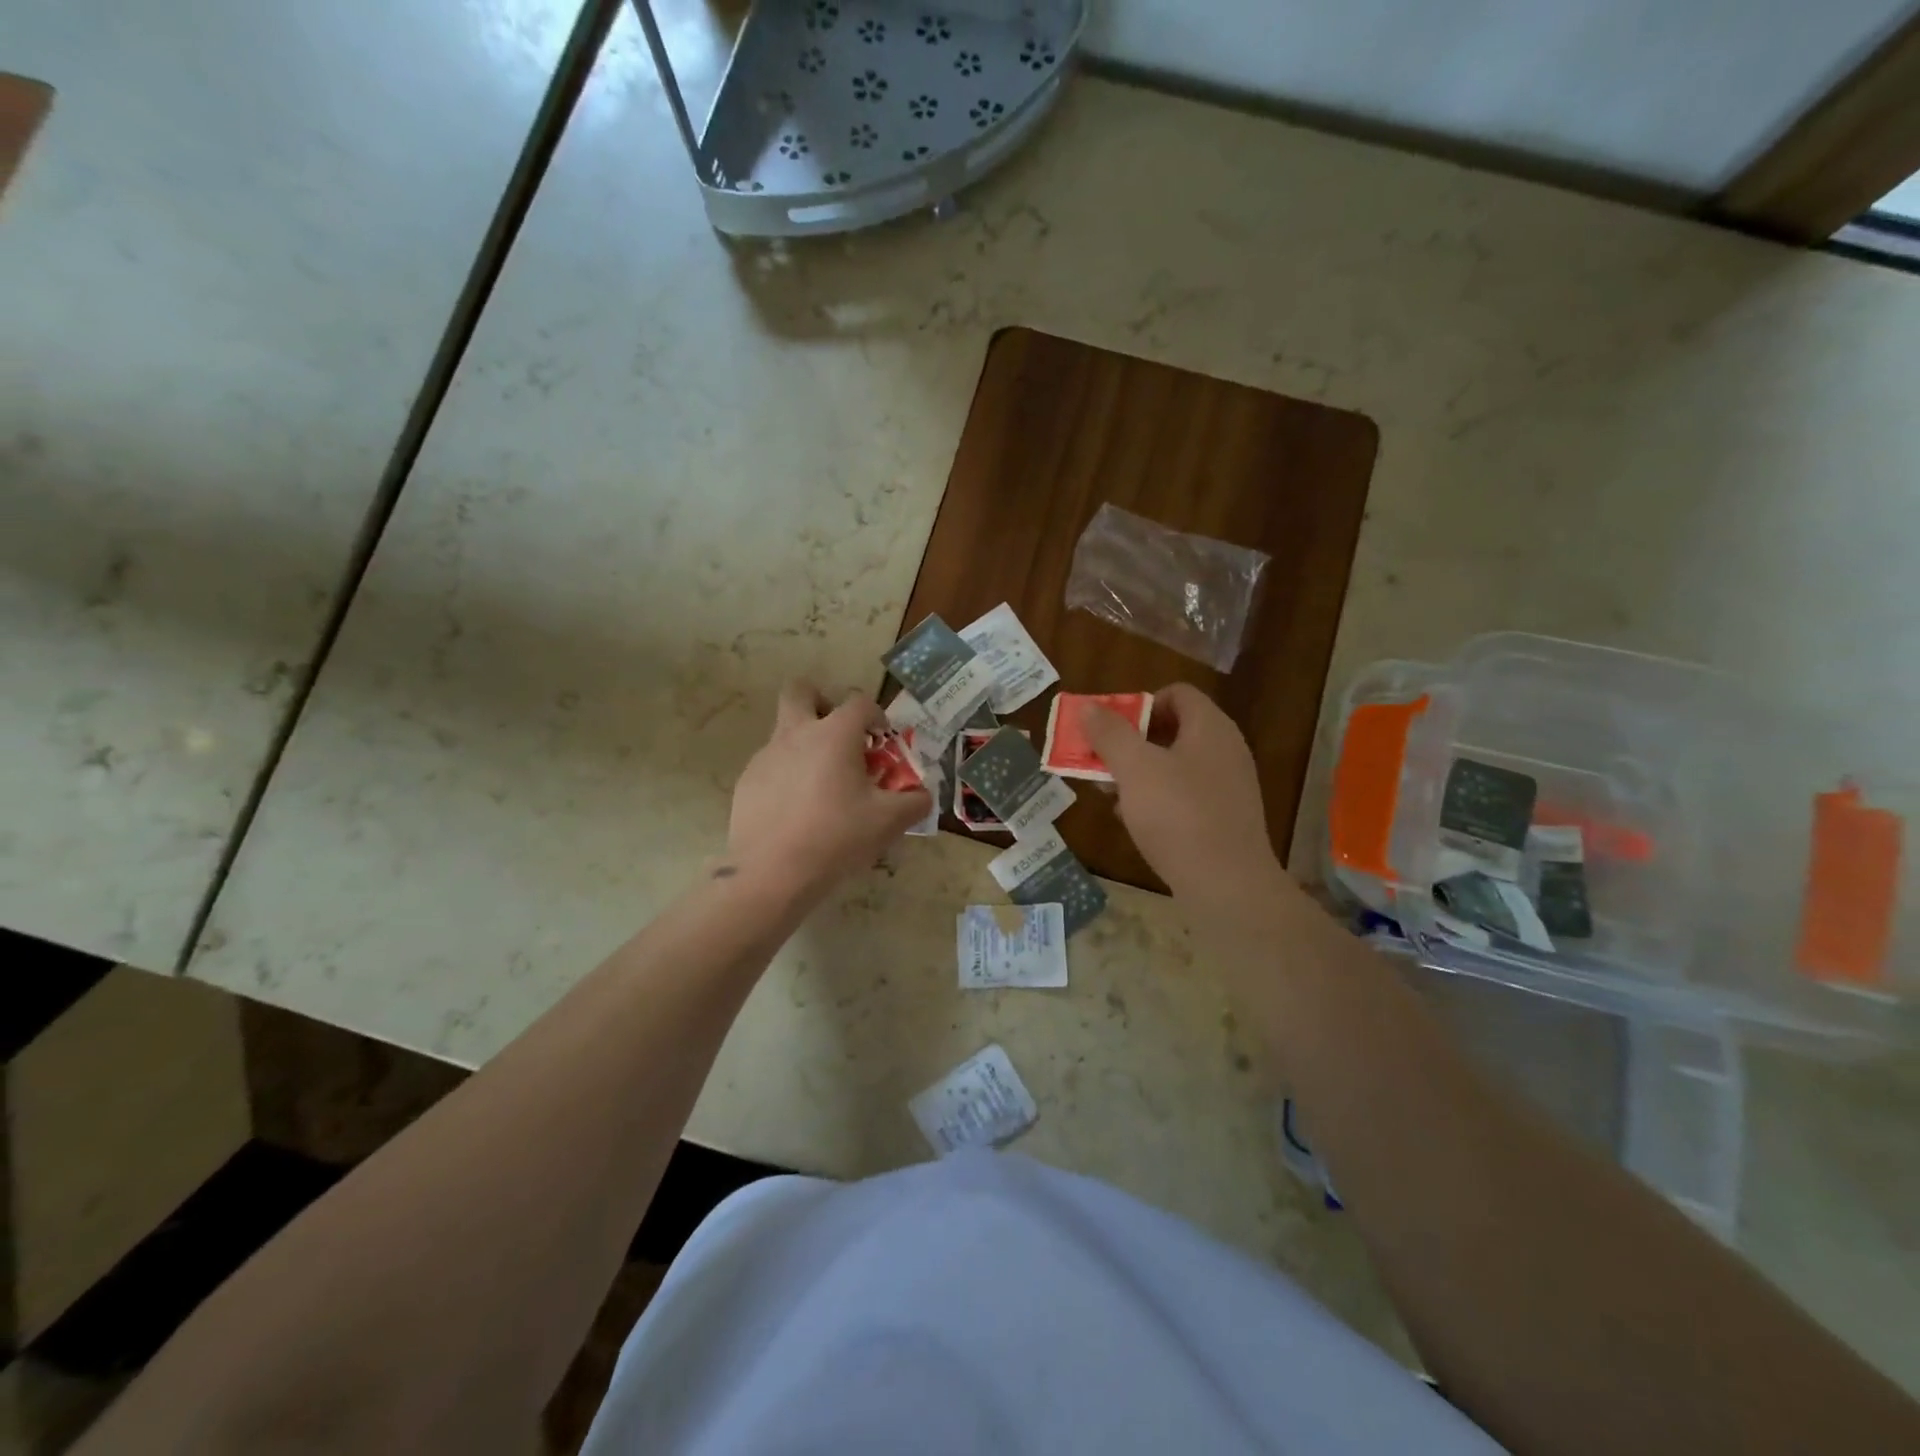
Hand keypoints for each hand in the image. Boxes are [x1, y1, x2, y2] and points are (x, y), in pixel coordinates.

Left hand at [728, 680, 931, 897]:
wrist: (772, 873)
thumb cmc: (837, 837)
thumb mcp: (889, 822)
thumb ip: (914, 802)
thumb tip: (921, 795)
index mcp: (834, 734)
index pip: (859, 702)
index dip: (876, 716)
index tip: (882, 741)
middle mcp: (796, 734)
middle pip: (800, 691)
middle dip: (821, 701)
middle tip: (838, 734)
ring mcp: (766, 756)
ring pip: (785, 731)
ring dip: (806, 745)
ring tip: (824, 787)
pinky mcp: (747, 782)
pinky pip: (772, 765)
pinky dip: (788, 776)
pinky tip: (798, 812)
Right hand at [1082, 683, 1278, 899]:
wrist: (1227, 886)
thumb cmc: (1179, 815)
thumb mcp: (1135, 768)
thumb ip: (1110, 734)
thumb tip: (1088, 708)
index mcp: (1210, 728)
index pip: (1177, 694)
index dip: (1140, 703)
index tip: (1111, 728)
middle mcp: (1224, 750)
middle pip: (1172, 729)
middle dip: (1130, 742)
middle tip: (1100, 760)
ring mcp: (1226, 787)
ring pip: (1174, 766)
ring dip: (1138, 773)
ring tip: (1109, 793)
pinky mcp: (1222, 819)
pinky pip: (1183, 796)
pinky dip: (1156, 800)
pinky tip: (1133, 821)